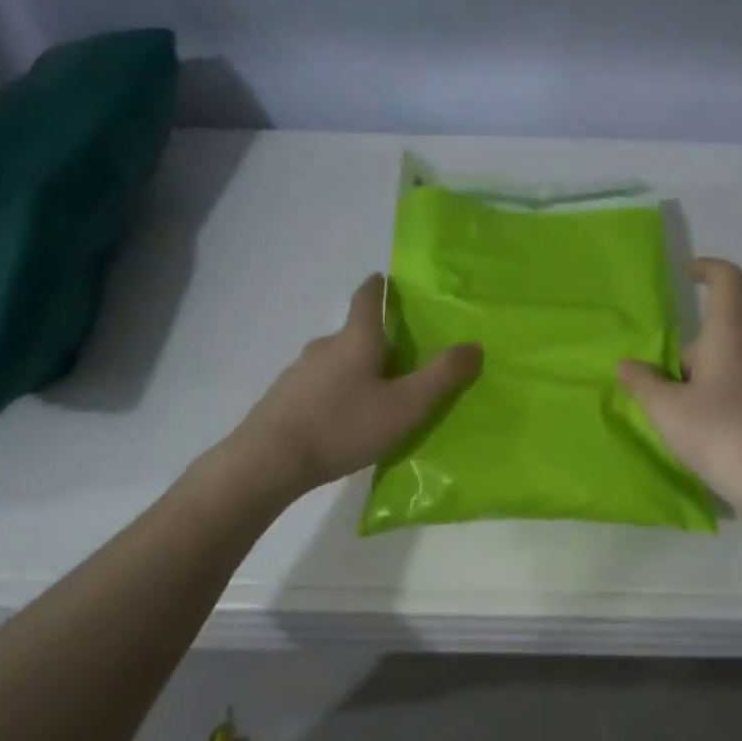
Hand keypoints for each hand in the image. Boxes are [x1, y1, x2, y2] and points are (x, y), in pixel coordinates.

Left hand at [221, 275, 480, 496]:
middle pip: (354, 333)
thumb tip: (474, 345)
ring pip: (336, 361)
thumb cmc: (343, 426)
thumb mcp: (405, 406)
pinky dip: (335, 392)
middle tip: (402, 359)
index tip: (386, 279)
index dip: (378, 286)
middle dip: (377, 341)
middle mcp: (324, 346)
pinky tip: (342, 421)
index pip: (367, 297)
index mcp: (356, 339)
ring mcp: (298, 372)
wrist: (267, 462)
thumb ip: (442, 377)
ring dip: (356, 370)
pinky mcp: (283, 398)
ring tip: (375, 397)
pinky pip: (318, 385)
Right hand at [617, 258, 741, 516]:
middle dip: (686, 357)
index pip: (727, 280)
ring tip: (683, 421)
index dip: (707, 268)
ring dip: (703, 381)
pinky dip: (724, 400)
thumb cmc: (721, 435)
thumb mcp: (667, 410)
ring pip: (730, 364)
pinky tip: (712, 437)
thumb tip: (626, 364)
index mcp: (732, 336)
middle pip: (718, 335)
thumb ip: (642, 382)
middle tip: (663, 395)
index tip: (686, 273)